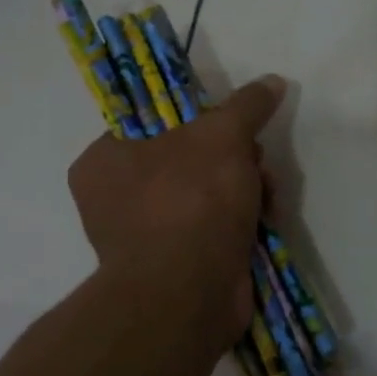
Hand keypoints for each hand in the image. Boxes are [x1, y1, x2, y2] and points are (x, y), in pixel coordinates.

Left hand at [68, 76, 285, 340]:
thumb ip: (246, 105)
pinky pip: (213, 230)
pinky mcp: (177, 268)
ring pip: (207, 195)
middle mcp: (116, 200)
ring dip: (245, 190)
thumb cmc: (190, 201)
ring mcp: (147, 237)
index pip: (153, 124)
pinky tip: (264, 223)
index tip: (231, 126)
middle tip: (255, 163)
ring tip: (266, 198)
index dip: (199, 119)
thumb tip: (273, 81)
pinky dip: (240, 224)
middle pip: (188, 159)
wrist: (189, 294)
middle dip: (234, 159)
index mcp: (103, 161)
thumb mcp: (223, 136)